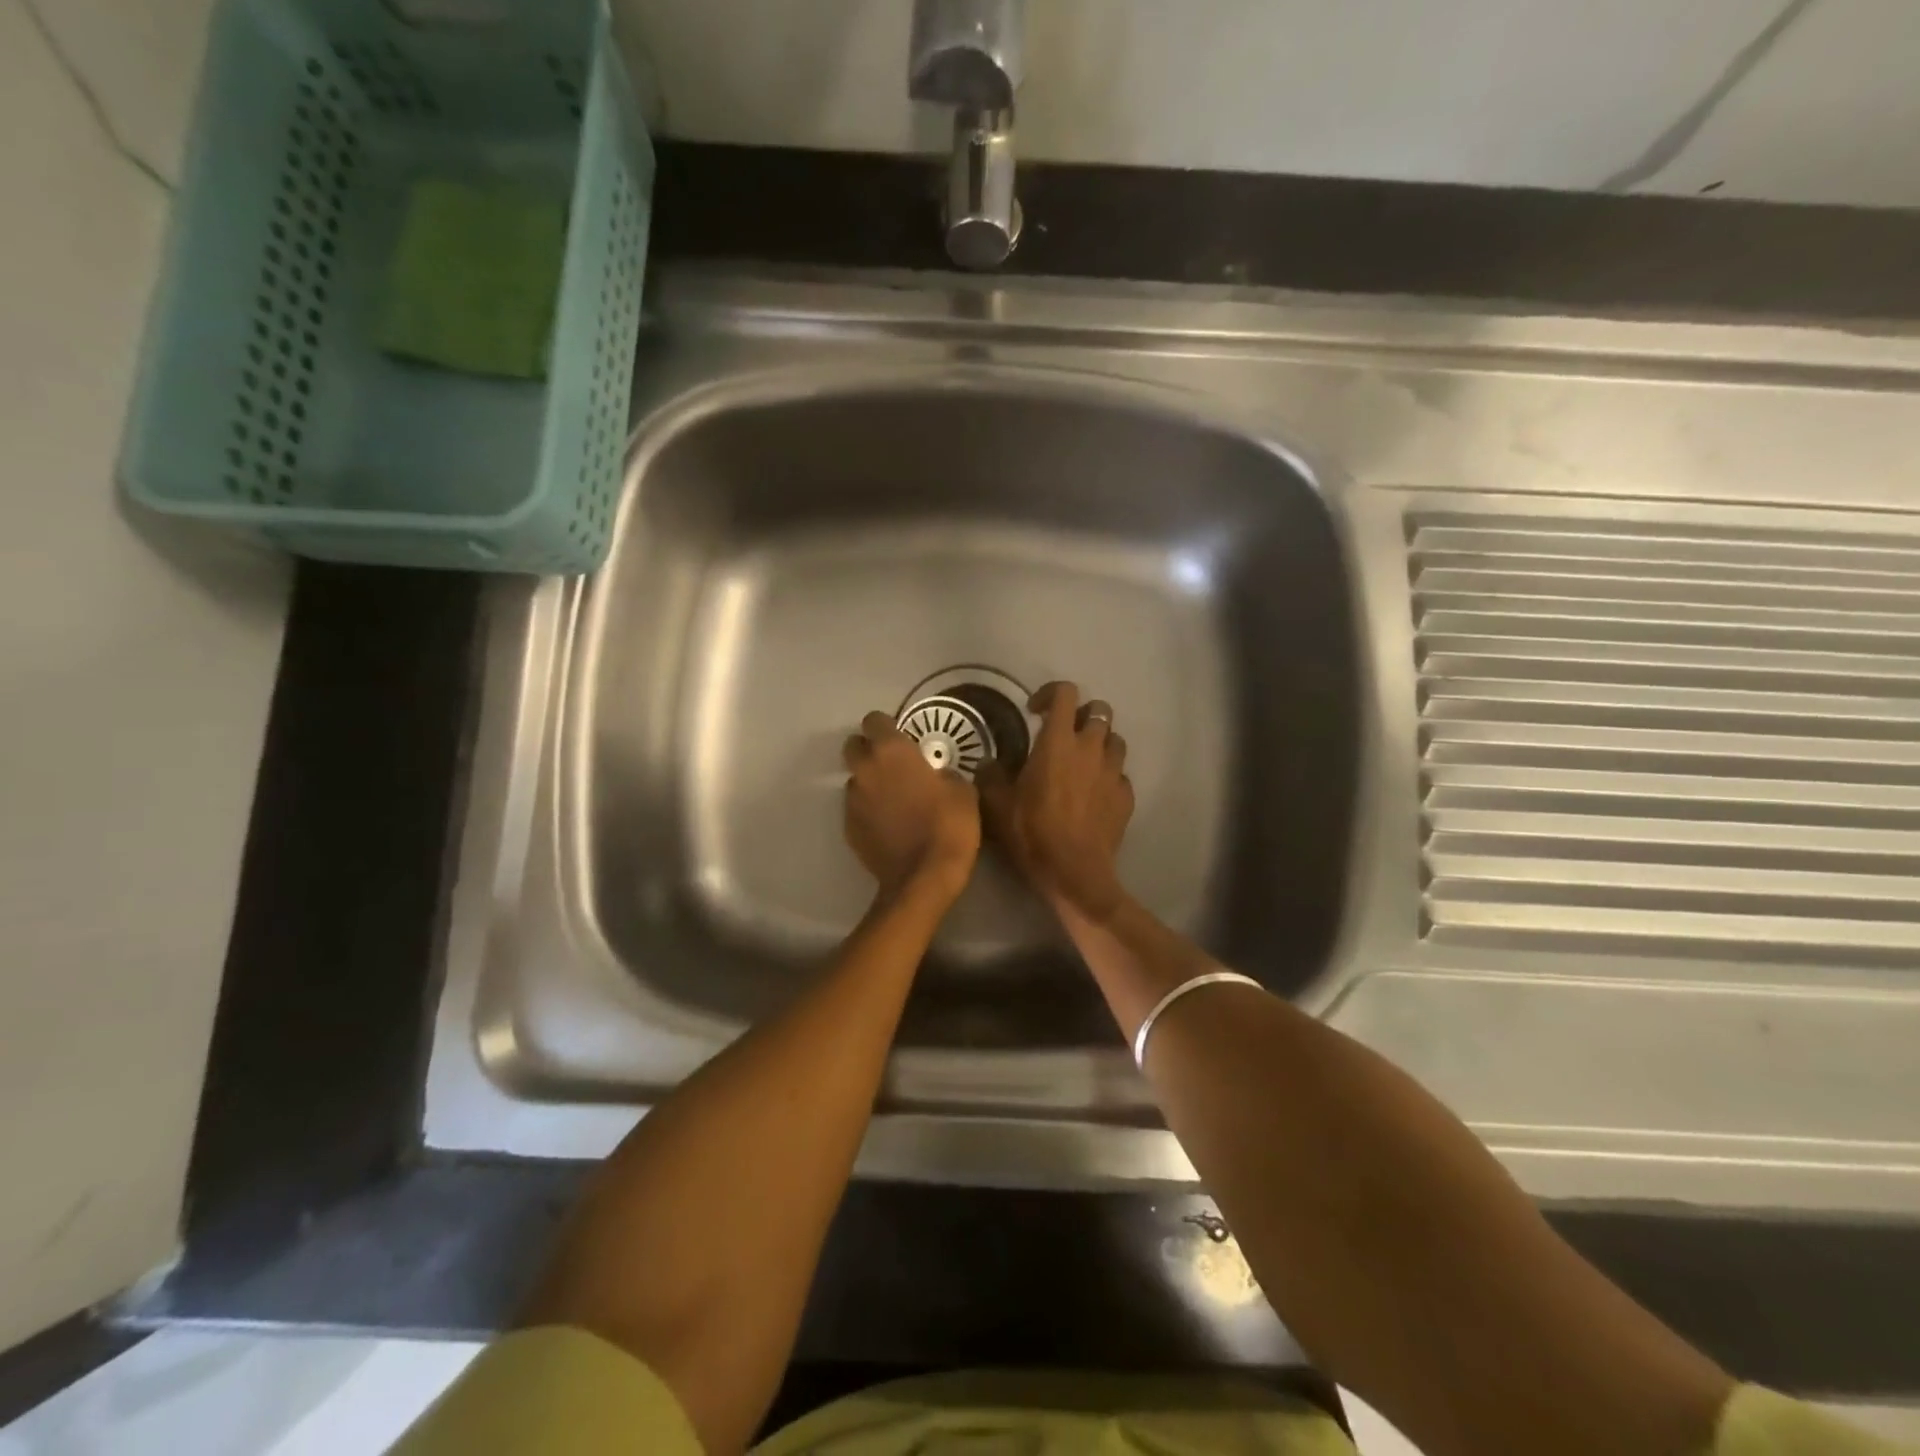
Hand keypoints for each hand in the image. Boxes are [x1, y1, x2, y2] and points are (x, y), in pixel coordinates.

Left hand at [844, 710, 980, 902]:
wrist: (923, 878)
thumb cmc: (948, 826)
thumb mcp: (963, 791)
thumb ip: (943, 773)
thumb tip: (937, 775)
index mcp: (892, 751)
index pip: (874, 720)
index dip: (886, 726)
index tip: (901, 738)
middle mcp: (865, 769)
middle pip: (853, 746)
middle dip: (869, 750)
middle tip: (893, 766)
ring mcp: (852, 800)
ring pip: (855, 779)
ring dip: (869, 783)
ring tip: (893, 801)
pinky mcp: (848, 827)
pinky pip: (856, 808)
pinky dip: (869, 811)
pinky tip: (889, 825)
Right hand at [978, 681, 1133, 920]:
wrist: (1074, 872)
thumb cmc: (1032, 832)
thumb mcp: (996, 804)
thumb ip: (990, 776)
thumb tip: (988, 763)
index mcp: (1058, 741)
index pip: (1065, 693)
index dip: (1049, 693)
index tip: (1034, 711)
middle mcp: (1091, 748)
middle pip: (1099, 709)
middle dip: (1082, 714)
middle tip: (1063, 733)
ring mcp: (1113, 772)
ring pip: (1115, 739)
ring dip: (1099, 742)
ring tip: (1081, 761)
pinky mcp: (1126, 796)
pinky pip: (1120, 774)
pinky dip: (1108, 776)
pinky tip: (1093, 794)